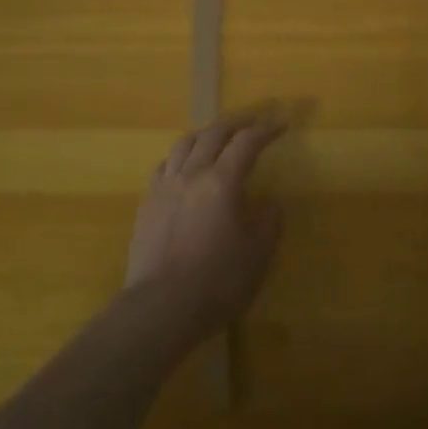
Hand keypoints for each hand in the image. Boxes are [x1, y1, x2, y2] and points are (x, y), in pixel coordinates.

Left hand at [126, 112, 286, 338]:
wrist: (160, 308)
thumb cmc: (217, 282)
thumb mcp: (257, 256)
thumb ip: (268, 223)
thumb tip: (270, 203)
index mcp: (222, 182)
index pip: (247, 143)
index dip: (266, 130)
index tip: (280, 124)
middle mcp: (191, 174)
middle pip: (213, 134)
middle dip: (235, 123)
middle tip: (251, 121)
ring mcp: (164, 187)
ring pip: (183, 144)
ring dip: (205, 134)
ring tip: (216, 136)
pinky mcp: (147, 204)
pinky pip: (164, 167)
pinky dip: (180, 157)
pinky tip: (183, 168)